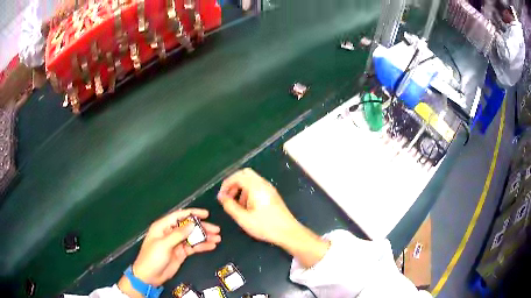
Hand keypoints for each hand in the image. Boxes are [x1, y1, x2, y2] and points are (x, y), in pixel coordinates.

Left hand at [118, 209, 220, 296]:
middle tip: (216, 230)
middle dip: (202, 227)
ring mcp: (176, 243)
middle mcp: (170, 233)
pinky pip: (193, 247)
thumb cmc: (152, 257)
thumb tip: (192, 224)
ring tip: (217, 238)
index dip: (193, 214)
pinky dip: (202, 246)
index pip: (179, 216)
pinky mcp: (181, 253)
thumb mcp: (163, 244)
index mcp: (163, 227)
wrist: (149, 276)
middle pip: (189, 227)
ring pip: (193, 237)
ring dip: (205, 237)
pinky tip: (211, 246)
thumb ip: (178, 234)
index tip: (206, 214)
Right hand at [217, 168, 299, 245]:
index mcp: (256, 187)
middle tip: (228, 197)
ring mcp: (269, 188)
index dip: (226, 184)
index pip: (237, 176)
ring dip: (241, 188)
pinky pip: (257, 186)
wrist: (288, 232)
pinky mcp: (272, 195)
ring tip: (237, 205)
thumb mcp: (243, 218)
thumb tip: (221, 197)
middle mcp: (263, 184)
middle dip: (234, 183)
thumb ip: (230, 206)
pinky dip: (248, 192)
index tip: (221, 196)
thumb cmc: (265, 226)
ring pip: (251, 180)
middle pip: (245, 174)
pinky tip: (247, 207)